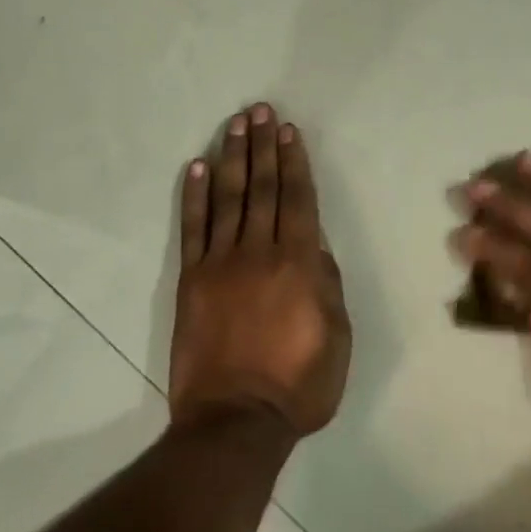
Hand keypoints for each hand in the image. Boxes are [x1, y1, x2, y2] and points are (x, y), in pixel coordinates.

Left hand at [171, 104, 349, 437]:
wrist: (234, 420)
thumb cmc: (299, 383)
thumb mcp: (338, 335)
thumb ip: (327, 282)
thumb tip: (315, 244)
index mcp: (299, 262)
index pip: (298, 198)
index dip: (294, 161)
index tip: (289, 131)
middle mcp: (259, 251)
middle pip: (263, 187)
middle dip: (263, 146)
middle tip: (261, 110)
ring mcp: (221, 262)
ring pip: (228, 198)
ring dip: (233, 158)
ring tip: (235, 125)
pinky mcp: (192, 279)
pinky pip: (193, 228)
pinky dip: (193, 195)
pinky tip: (196, 167)